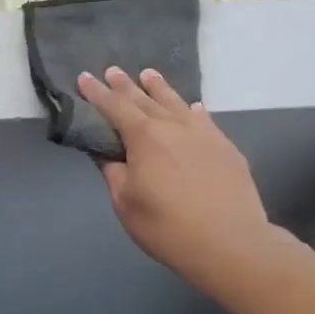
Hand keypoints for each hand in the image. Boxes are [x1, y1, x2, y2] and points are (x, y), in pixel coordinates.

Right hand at [78, 67, 276, 292]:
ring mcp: (204, 134)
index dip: (97, 93)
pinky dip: (193, 110)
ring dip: (160, 88)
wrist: (230, 243)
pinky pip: (205, 120)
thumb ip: (114, 174)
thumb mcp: (126, 205)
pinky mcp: (226, 148)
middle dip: (125, 86)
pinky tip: (193, 107)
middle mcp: (174, 126)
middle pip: (145, 100)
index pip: (114, 108)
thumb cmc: (167, 227)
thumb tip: (108, 155)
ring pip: (177, 103)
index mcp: (144, 138)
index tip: (84, 78)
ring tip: (149, 74)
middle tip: (113, 70)